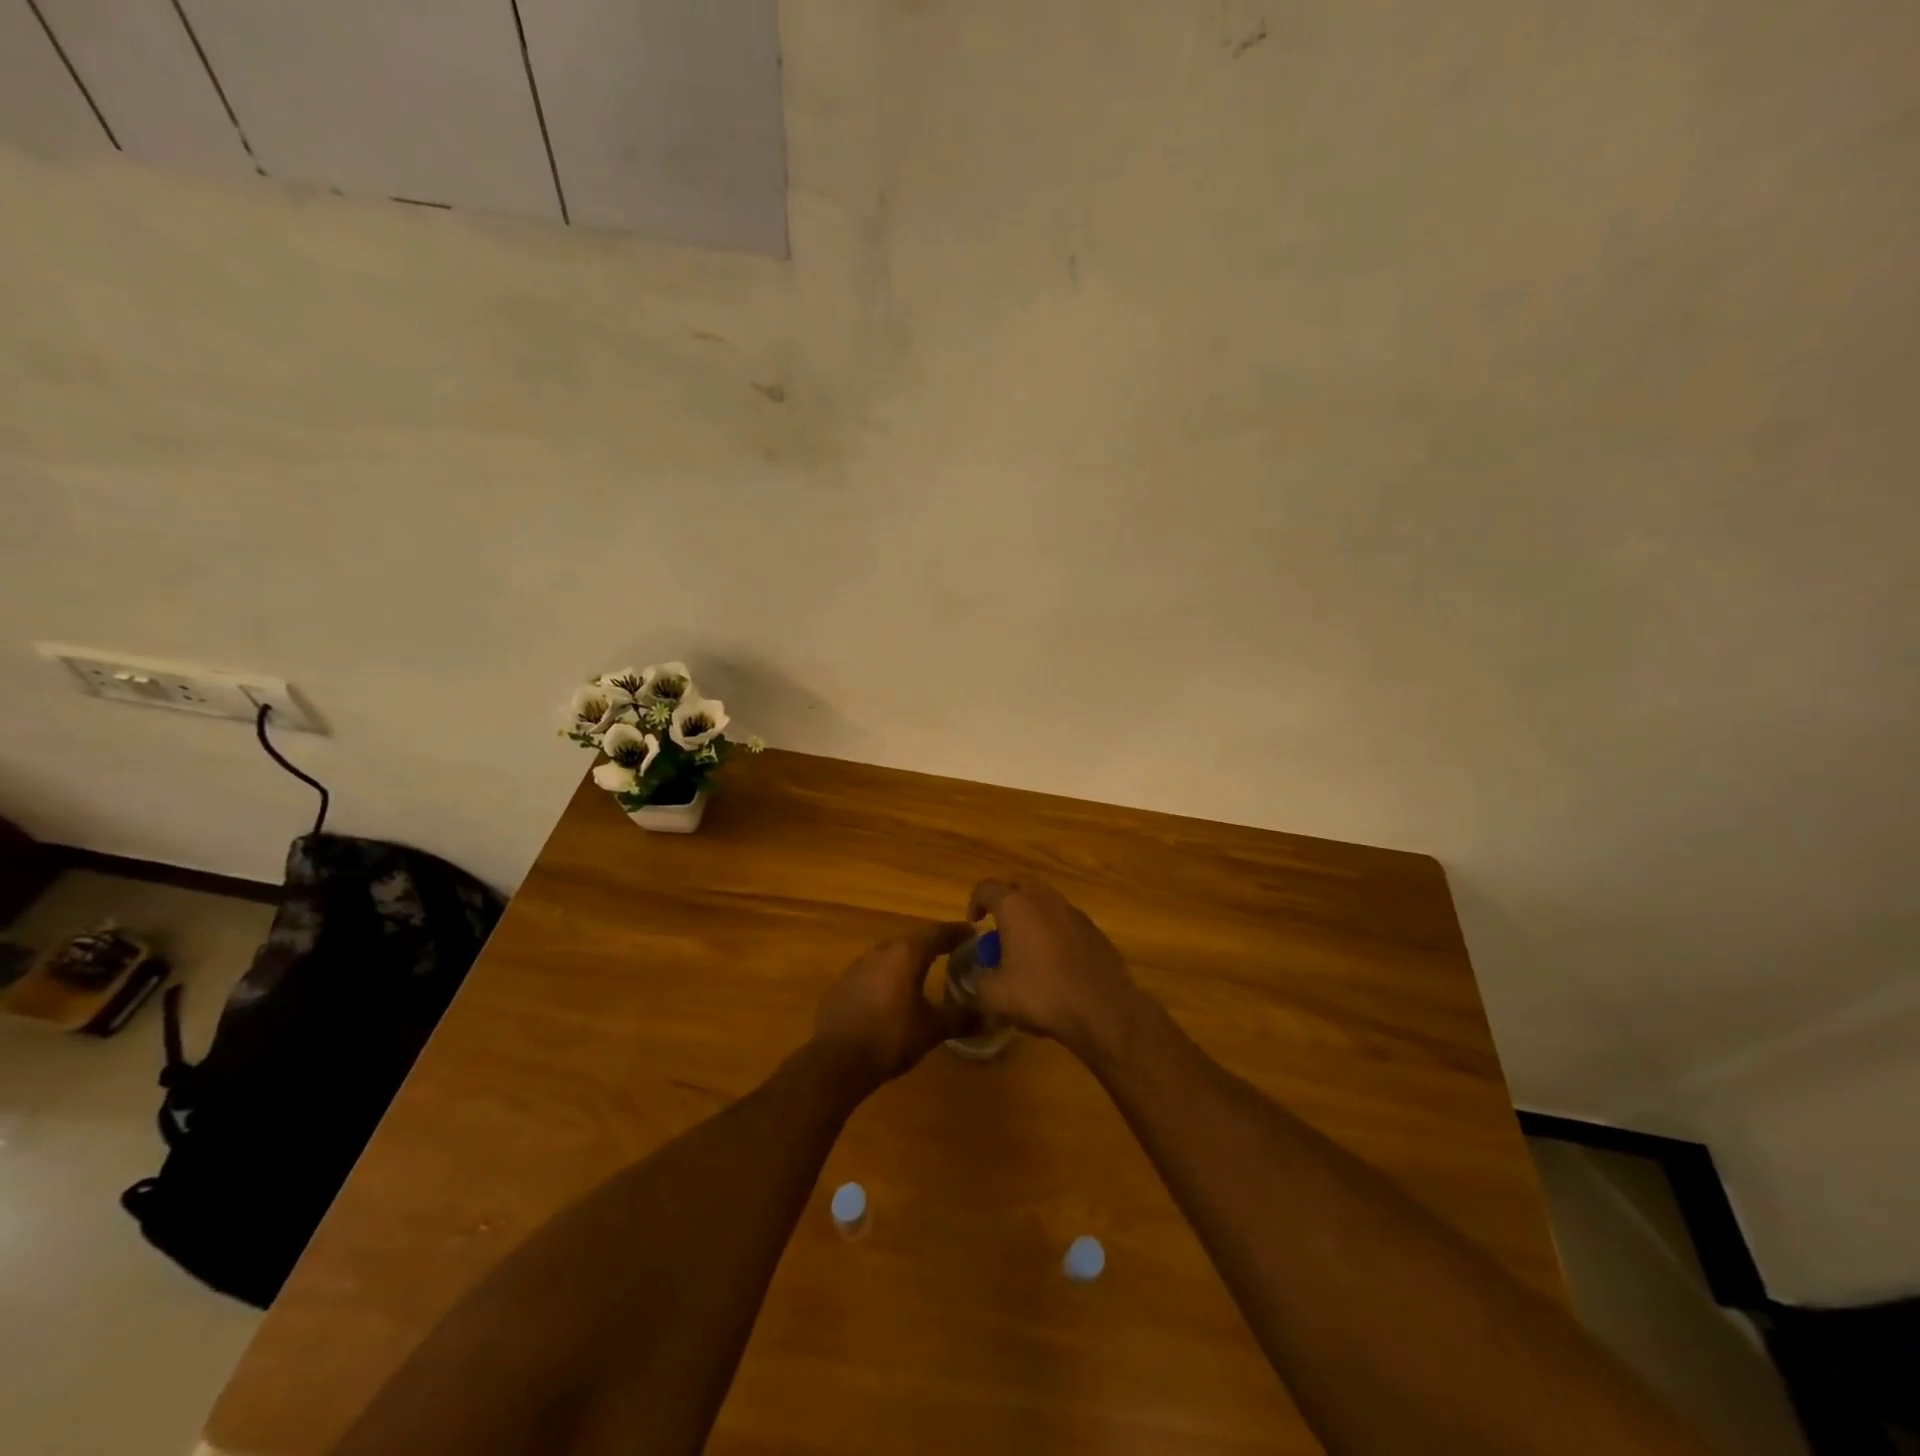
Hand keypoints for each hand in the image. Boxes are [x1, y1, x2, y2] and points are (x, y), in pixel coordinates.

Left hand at [813, 920, 973, 1085]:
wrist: (836, 1060)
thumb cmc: (891, 1037)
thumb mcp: (932, 1029)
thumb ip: (961, 1018)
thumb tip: (989, 1017)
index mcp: (907, 953)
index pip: (938, 932)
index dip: (958, 932)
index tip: (973, 933)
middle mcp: (882, 950)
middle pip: (914, 940)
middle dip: (934, 944)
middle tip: (954, 952)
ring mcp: (858, 965)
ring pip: (891, 955)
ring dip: (909, 960)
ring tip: (925, 971)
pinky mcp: (843, 983)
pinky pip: (873, 971)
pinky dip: (889, 976)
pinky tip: (894, 994)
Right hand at [966, 878, 1140, 1058]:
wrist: (1103, 1009)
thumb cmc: (1042, 994)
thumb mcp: (996, 996)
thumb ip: (979, 982)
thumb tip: (979, 978)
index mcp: (1016, 907)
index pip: (987, 888)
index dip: (975, 902)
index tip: (974, 923)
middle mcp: (1045, 900)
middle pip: (1020, 886)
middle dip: (1006, 900)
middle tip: (1000, 927)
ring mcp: (1073, 912)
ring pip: (1046, 901)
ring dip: (1032, 915)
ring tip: (1027, 945)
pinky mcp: (1094, 929)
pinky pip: (1066, 920)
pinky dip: (1055, 930)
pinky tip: (1055, 960)